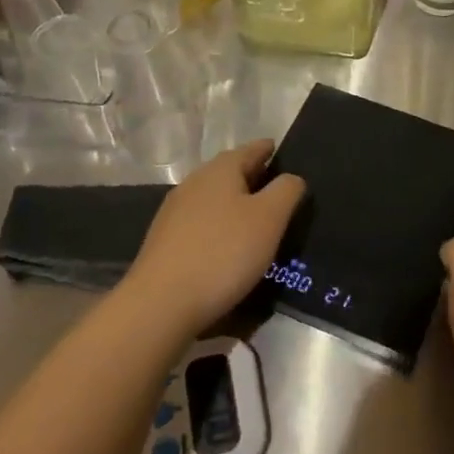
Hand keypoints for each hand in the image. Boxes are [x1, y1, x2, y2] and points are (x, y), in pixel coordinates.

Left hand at [126, 139, 305, 332]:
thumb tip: (292, 178)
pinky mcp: (165, 241)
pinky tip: (229, 245)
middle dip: (255, 178)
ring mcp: (175, 212)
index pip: (252, 149)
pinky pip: (202, 223)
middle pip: (230, 172)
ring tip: (259, 221)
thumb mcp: (269, 218)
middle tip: (280, 193)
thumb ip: (287, 191)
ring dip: (236, 204)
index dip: (270, 150)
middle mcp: (194, 182)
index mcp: (220, 170)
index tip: (285, 155)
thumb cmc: (223, 253)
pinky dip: (220, 226)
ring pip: (215, 198)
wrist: (161, 303)